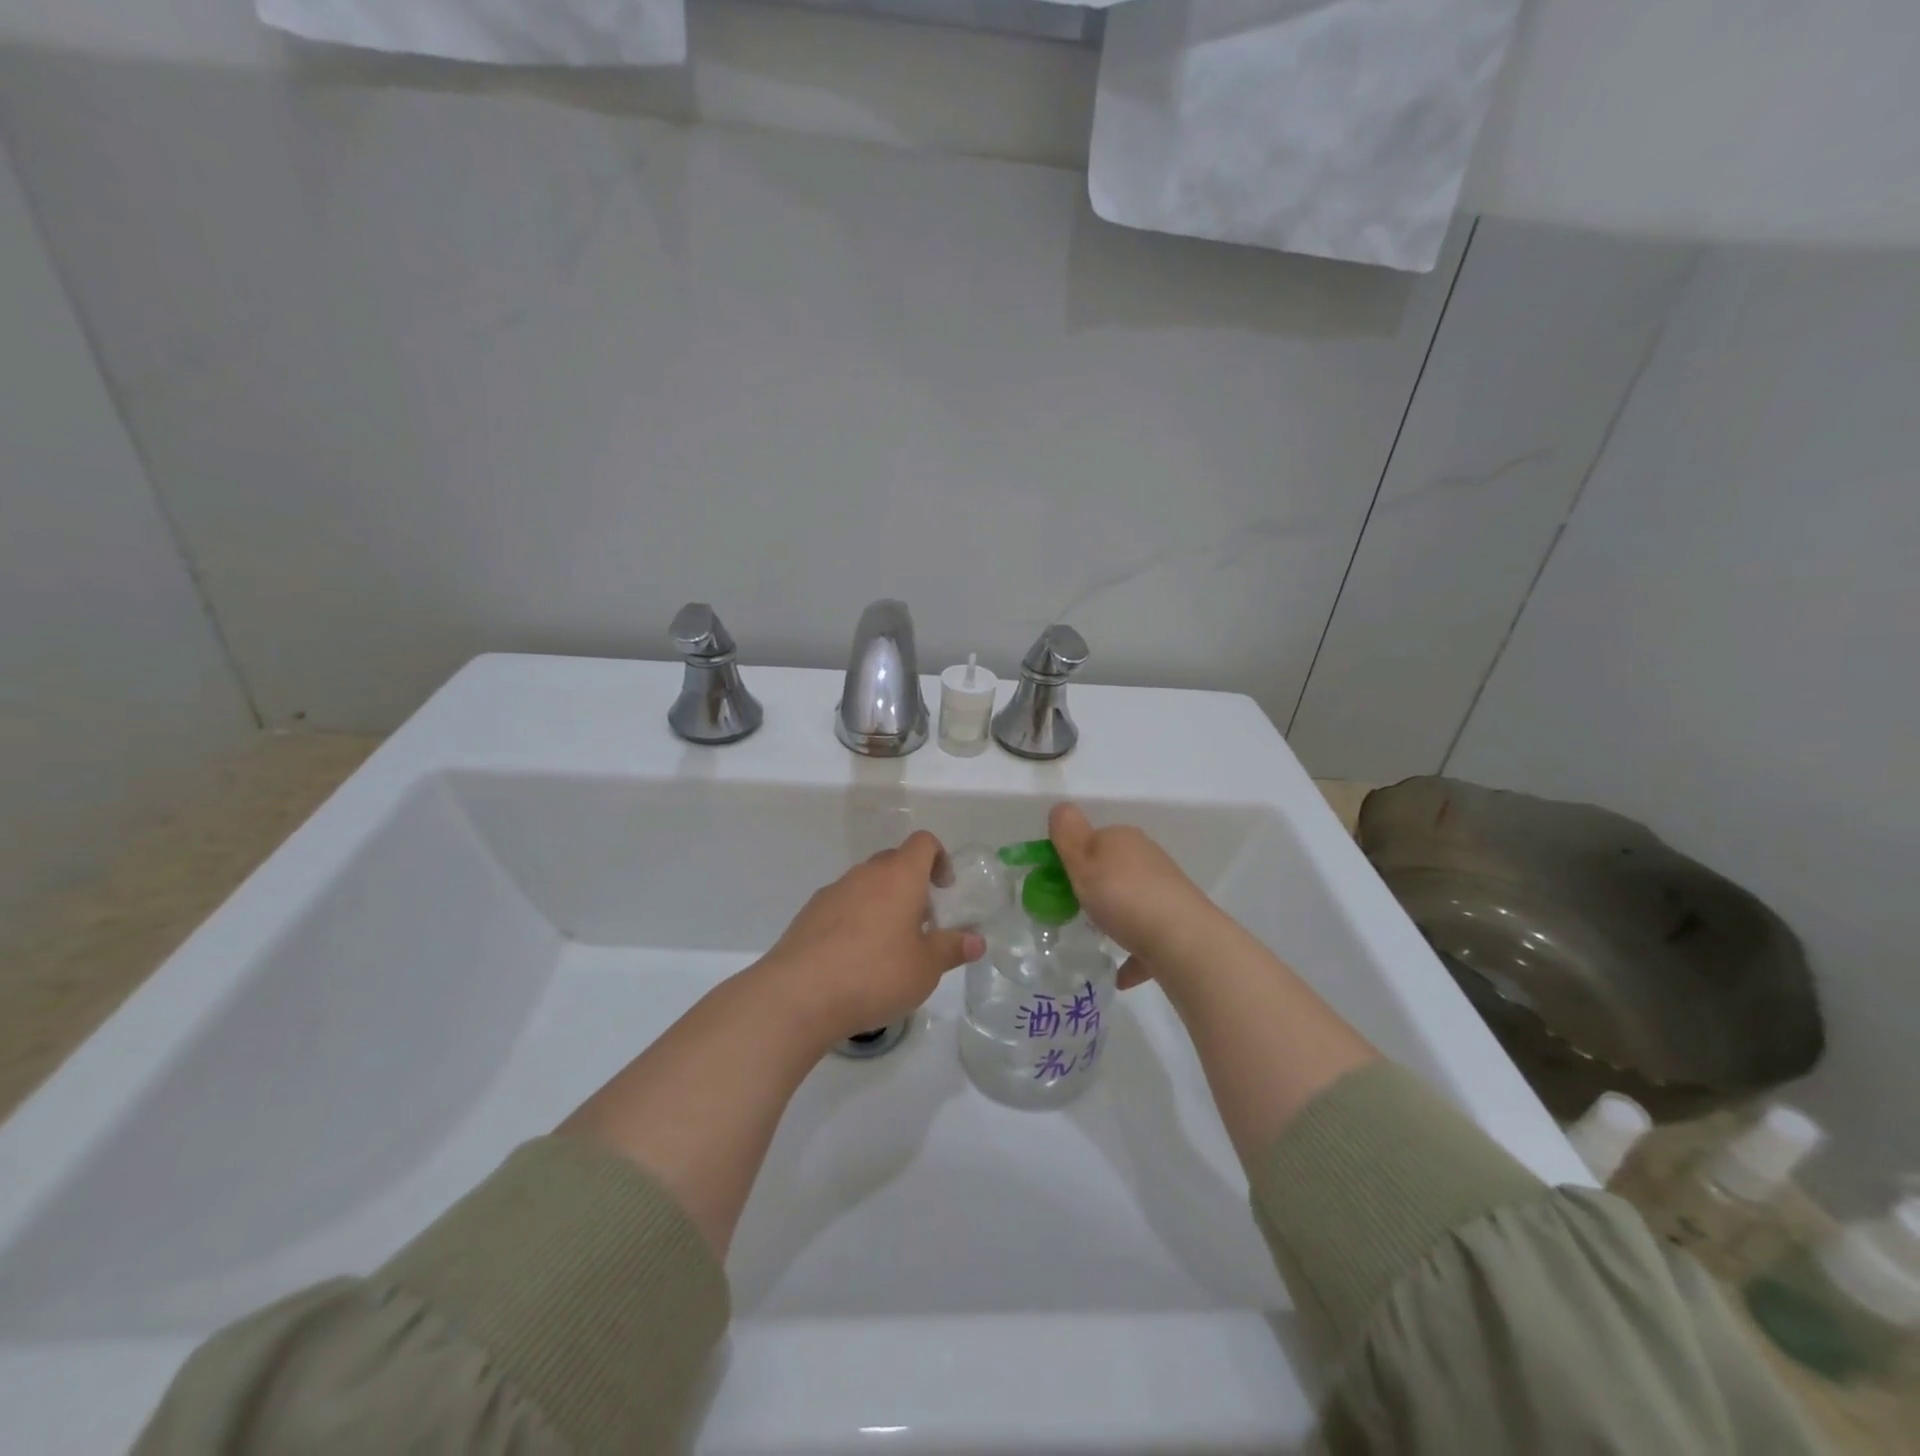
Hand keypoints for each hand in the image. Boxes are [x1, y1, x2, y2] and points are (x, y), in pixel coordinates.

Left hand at [758, 831, 983, 1045]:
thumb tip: (976, 939)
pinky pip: (841, 906)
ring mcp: (833, 892)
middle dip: (911, 885)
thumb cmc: (875, 974)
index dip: (939, 858)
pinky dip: (854, 921)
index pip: (923, 843)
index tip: (944, 889)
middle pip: (893, 862)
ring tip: (887, 948)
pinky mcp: (809, 915)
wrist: (799, 995)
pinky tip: (854, 961)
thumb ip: (952, 949)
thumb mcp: (926, 968)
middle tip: (921, 923)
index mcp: (899, 876)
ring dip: (881, 904)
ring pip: (865, 885)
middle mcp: (865, 874)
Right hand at [1048, 802, 1225, 989]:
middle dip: (1095, 886)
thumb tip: (1061, 807)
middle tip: (1072, 910)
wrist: (1182, 940)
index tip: (1057, 883)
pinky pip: (1147, 935)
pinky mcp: (1177, 921)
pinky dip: (1134, 950)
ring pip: (1132, 900)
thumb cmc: (1122, 896)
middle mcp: (1147, 857)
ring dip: (1116, 915)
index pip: (1092, 838)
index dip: (1072, 858)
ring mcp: (1165, 889)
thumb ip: (1067, 835)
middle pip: (1113, 868)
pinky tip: (1120, 975)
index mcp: (1122, 839)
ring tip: (1095, 937)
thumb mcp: (1083, 862)